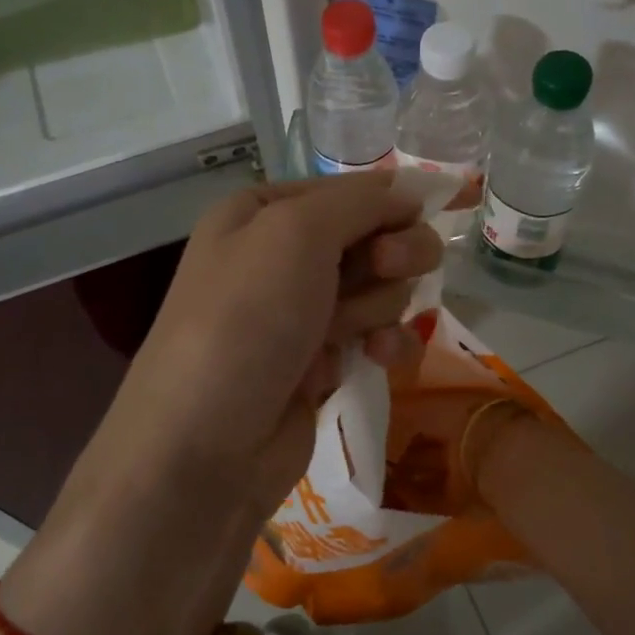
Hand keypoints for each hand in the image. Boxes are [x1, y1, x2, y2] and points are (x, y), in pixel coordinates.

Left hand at [93, 173, 442, 514]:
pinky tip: (378, 358)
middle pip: (374, 237)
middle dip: (391, 254)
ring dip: (380, 306)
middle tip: (385, 269)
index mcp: (262, 213)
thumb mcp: (295, 233)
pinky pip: (378, 335)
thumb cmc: (246, 319)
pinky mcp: (322, 362)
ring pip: (383, 288)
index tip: (430, 213)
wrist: (205, 446)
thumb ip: (360, 202)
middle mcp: (281, 257)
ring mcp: (303, 312)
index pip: (350, 190)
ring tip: (347, 333)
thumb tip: (412, 188)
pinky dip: (385, 343)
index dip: (392, 202)